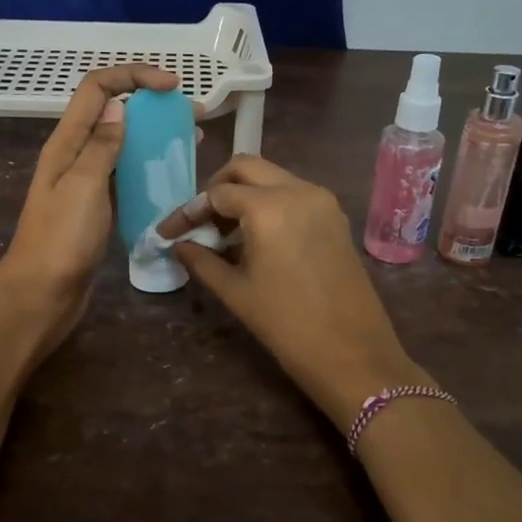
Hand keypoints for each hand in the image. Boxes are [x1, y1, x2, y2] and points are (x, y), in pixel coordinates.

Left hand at [0, 63, 179, 357]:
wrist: (42, 295)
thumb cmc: (61, 240)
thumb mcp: (84, 186)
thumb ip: (102, 145)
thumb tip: (118, 106)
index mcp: (67, 143)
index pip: (97, 89)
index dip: (134, 76)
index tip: (173, 87)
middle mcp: (76, 156)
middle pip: (114, 114)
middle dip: (152, 107)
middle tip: (194, 116)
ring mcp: (87, 184)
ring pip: (124, 146)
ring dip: (156, 138)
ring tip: (193, 142)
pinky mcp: (98, 209)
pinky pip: (127, 178)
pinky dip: (150, 170)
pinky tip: (175, 179)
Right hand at [158, 155, 424, 431]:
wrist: (353, 353)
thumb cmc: (286, 324)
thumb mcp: (236, 292)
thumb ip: (202, 261)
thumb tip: (179, 245)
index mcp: (269, 207)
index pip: (217, 193)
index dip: (189, 211)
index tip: (169, 233)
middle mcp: (298, 190)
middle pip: (246, 168)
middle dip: (217, 188)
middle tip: (200, 222)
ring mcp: (322, 201)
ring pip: (273, 177)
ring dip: (244, 194)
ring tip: (225, 233)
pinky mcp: (336, 217)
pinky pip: (294, 194)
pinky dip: (269, 204)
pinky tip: (256, 238)